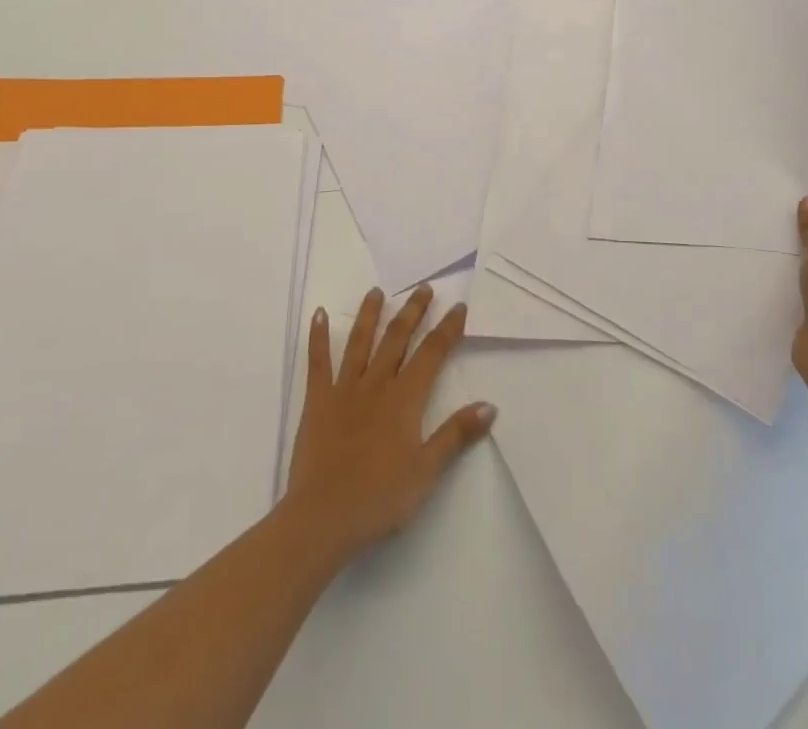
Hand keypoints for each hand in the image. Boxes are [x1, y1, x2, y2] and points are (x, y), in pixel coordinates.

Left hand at [283, 286, 495, 566]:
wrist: (322, 518)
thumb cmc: (379, 498)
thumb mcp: (426, 471)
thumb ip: (456, 435)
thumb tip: (490, 405)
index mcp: (405, 399)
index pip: (432, 354)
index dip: (447, 329)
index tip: (458, 306)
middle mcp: (376, 384)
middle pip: (397, 338)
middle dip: (413, 311)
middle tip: (424, 288)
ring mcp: (344, 389)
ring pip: (360, 342)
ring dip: (370, 314)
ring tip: (377, 291)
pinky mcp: (317, 401)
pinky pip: (318, 362)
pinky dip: (318, 337)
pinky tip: (318, 314)